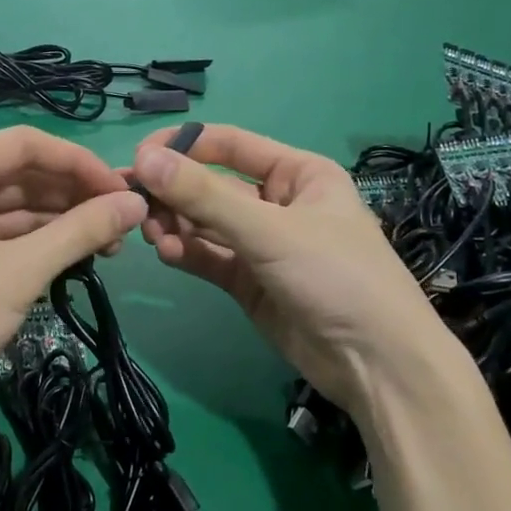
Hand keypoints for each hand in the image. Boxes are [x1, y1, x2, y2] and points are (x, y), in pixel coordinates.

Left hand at [0, 126, 146, 415]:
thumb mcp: (19, 272)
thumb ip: (81, 232)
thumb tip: (137, 203)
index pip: (24, 144)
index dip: (79, 162)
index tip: (124, 190)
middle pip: (20, 173)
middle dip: (73, 194)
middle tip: (123, 221)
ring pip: (15, 205)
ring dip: (61, 220)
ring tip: (111, 243)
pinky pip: (3, 233)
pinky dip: (39, 241)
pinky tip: (78, 254)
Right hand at [130, 124, 457, 407]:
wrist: (377, 365)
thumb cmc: (336, 276)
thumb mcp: (270, 231)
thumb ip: (205, 196)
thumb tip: (144, 161)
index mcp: (297, 173)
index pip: (229, 145)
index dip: (183, 146)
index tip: (139, 159)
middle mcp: (277, 203)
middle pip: (211, 186)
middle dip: (173, 193)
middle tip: (133, 204)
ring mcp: (261, 244)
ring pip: (205, 223)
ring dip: (176, 224)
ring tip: (152, 234)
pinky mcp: (248, 281)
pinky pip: (209, 257)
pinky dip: (187, 253)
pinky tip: (168, 254)